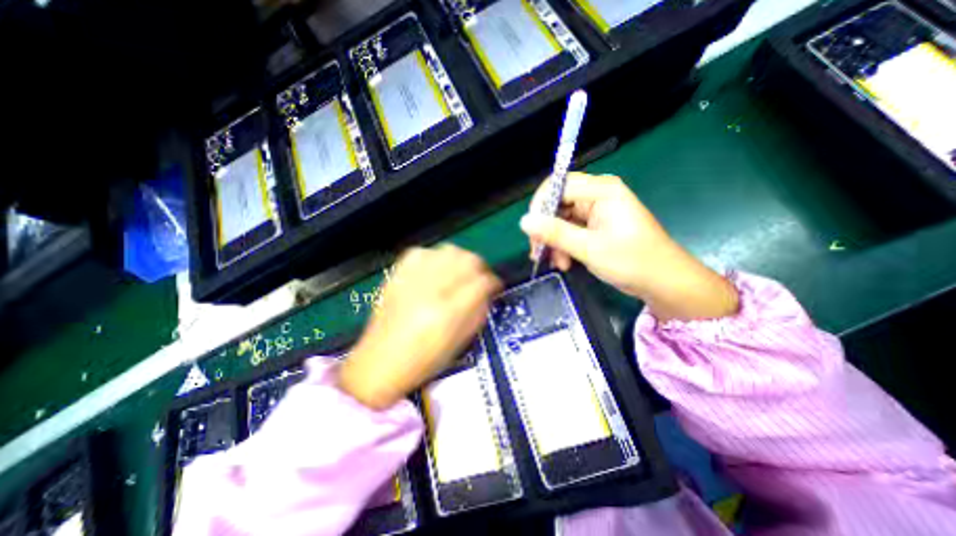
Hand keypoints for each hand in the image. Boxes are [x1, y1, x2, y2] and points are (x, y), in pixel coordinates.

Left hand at [337, 246, 500, 407]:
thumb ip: (477, 312)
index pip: (482, 283)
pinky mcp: (396, 276)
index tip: (494, 285)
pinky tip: (434, 269)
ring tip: (458, 272)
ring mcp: (411, 280)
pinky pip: (421, 252)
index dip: (493, 281)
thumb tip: (487, 290)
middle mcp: (431, 291)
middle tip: (478, 277)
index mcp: (449, 313)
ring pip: (447, 250)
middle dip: (479, 266)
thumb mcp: (459, 343)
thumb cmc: (423, 361)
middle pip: (466, 260)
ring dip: (459, 259)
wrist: (378, 364)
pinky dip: (433, 257)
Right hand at [523, 171, 737, 321]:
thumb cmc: (632, 261)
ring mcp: (595, 212)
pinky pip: (569, 231)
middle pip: (557, 203)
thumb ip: (555, 233)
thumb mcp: (589, 248)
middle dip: (546, 229)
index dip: (540, 206)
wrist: (662, 282)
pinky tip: (565, 263)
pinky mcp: (594, 226)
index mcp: (601, 190)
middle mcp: (597, 195)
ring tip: (558, 263)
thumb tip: (523, 222)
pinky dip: (563, 246)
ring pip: (560, 220)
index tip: (531, 231)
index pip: (558, 185)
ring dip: (554, 242)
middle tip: (538, 252)